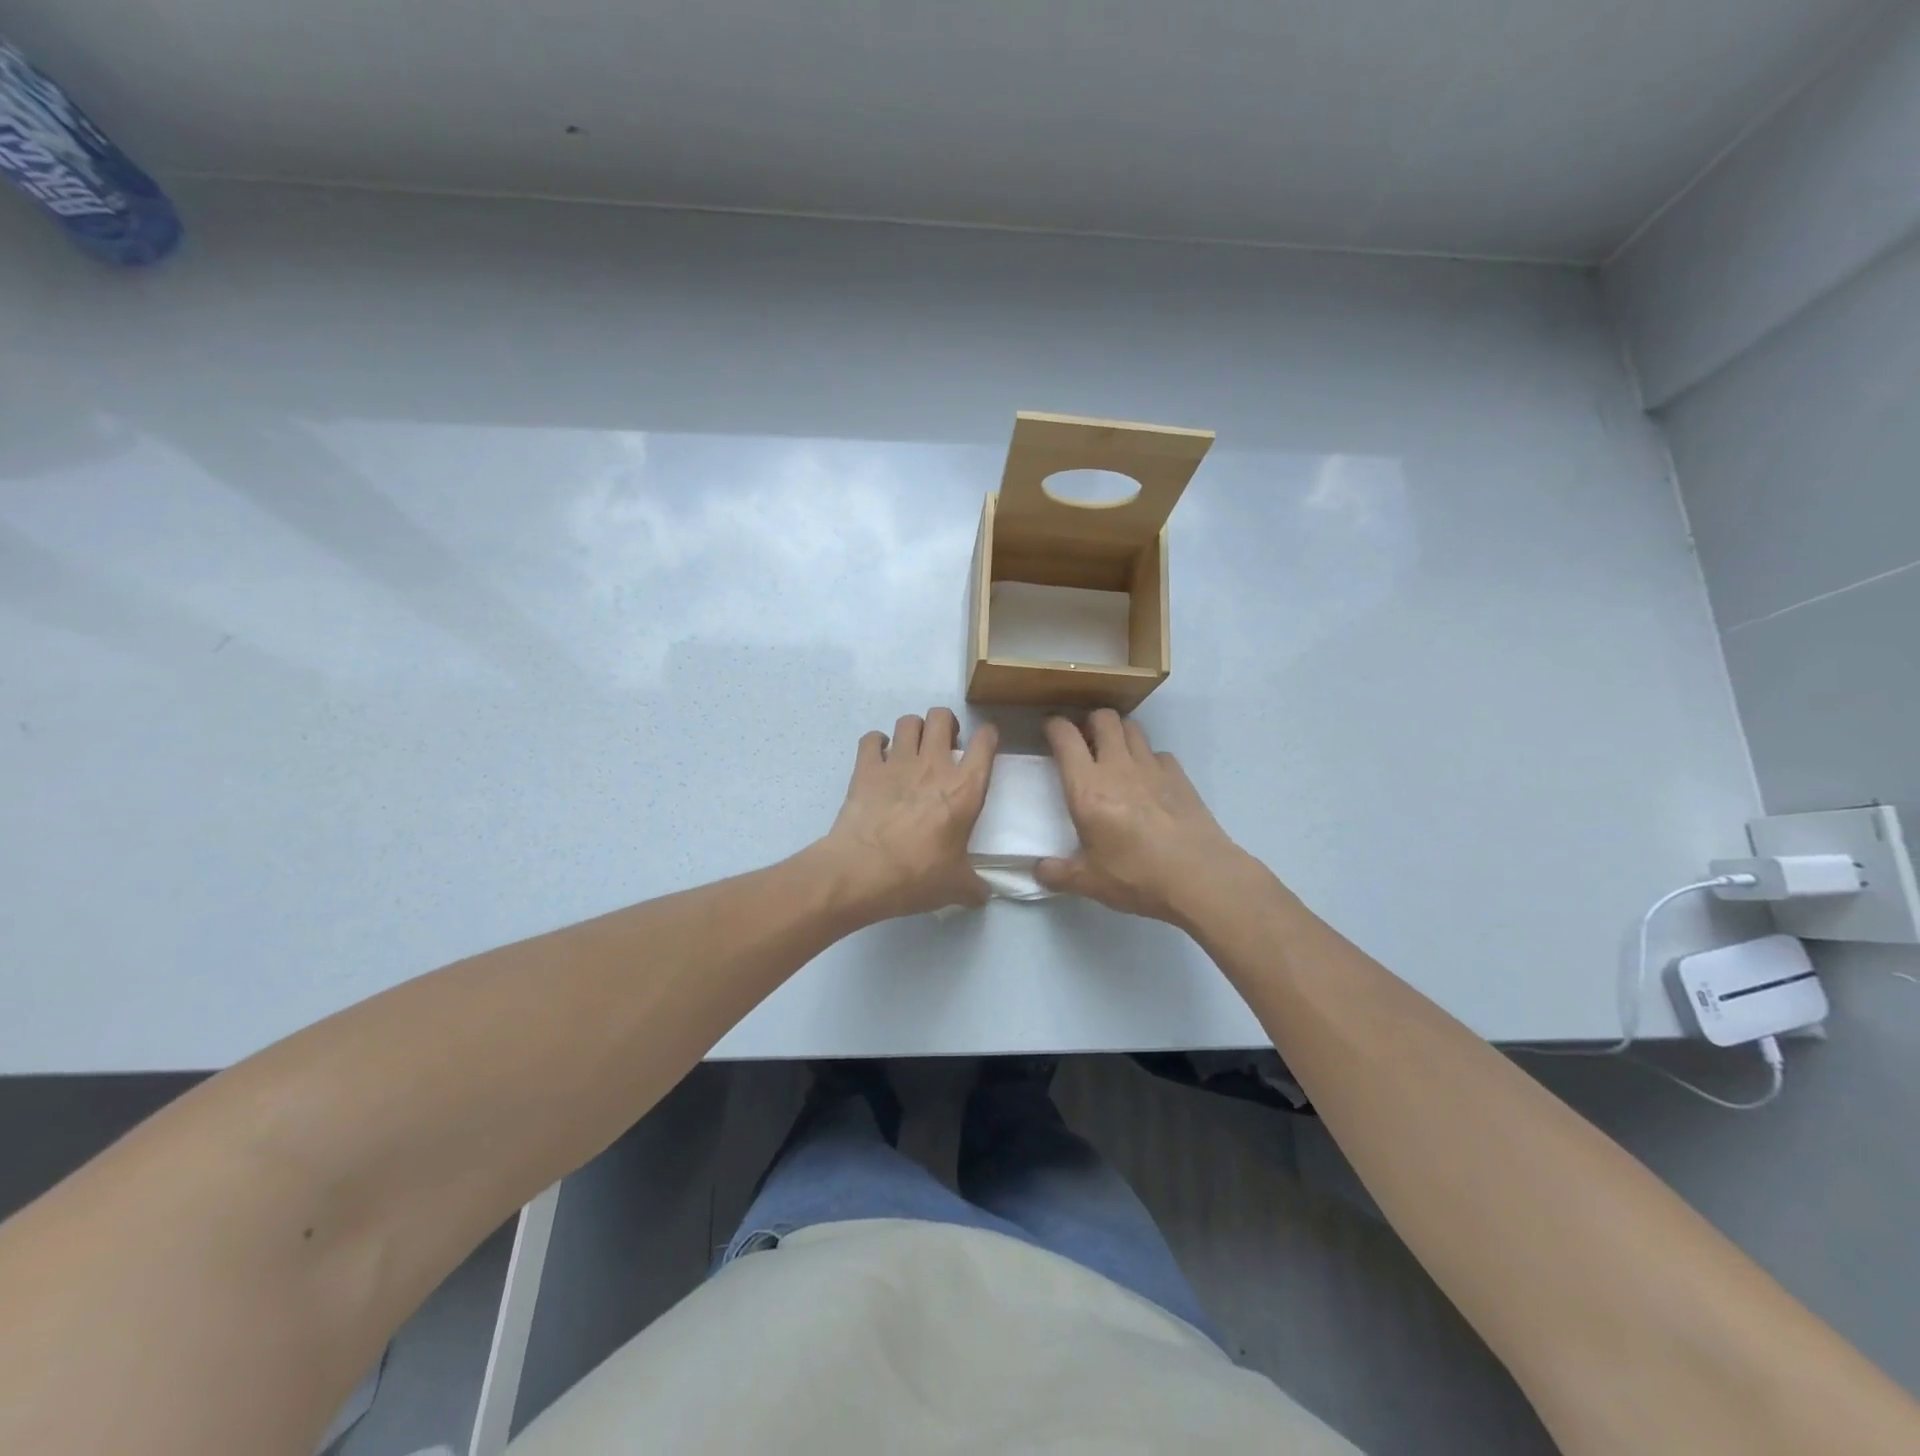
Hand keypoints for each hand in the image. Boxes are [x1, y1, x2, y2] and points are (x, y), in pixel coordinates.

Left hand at [818, 708, 996, 920]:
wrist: (861, 872)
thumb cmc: (917, 876)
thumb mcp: (956, 887)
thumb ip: (974, 886)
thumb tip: (983, 894)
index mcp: (965, 789)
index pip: (985, 743)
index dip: (988, 736)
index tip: (986, 742)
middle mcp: (934, 765)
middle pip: (942, 716)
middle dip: (946, 724)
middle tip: (945, 746)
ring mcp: (896, 762)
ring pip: (909, 721)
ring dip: (914, 731)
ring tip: (912, 750)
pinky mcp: (865, 768)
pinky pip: (871, 738)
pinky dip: (876, 743)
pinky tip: (878, 758)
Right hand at [1037, 710, 1248, 923]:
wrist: (1201, 877)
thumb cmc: (1138, 877)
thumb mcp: (1090, 882)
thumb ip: (1058, 873)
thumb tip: (1039, 870)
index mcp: (1088, 789)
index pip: (1065, 737)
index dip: (1053, 726)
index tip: (1048, 731)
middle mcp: (1118, 767)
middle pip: (1103, 718)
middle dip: (1089, 722)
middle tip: (1084, 742)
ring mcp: (1152, 767)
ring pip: (1132, 727)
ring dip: (1118, 734)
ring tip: (1114, 755)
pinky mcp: (1179, 775)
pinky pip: (1158, 753)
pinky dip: (1148, 758)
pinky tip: (1147, 780)